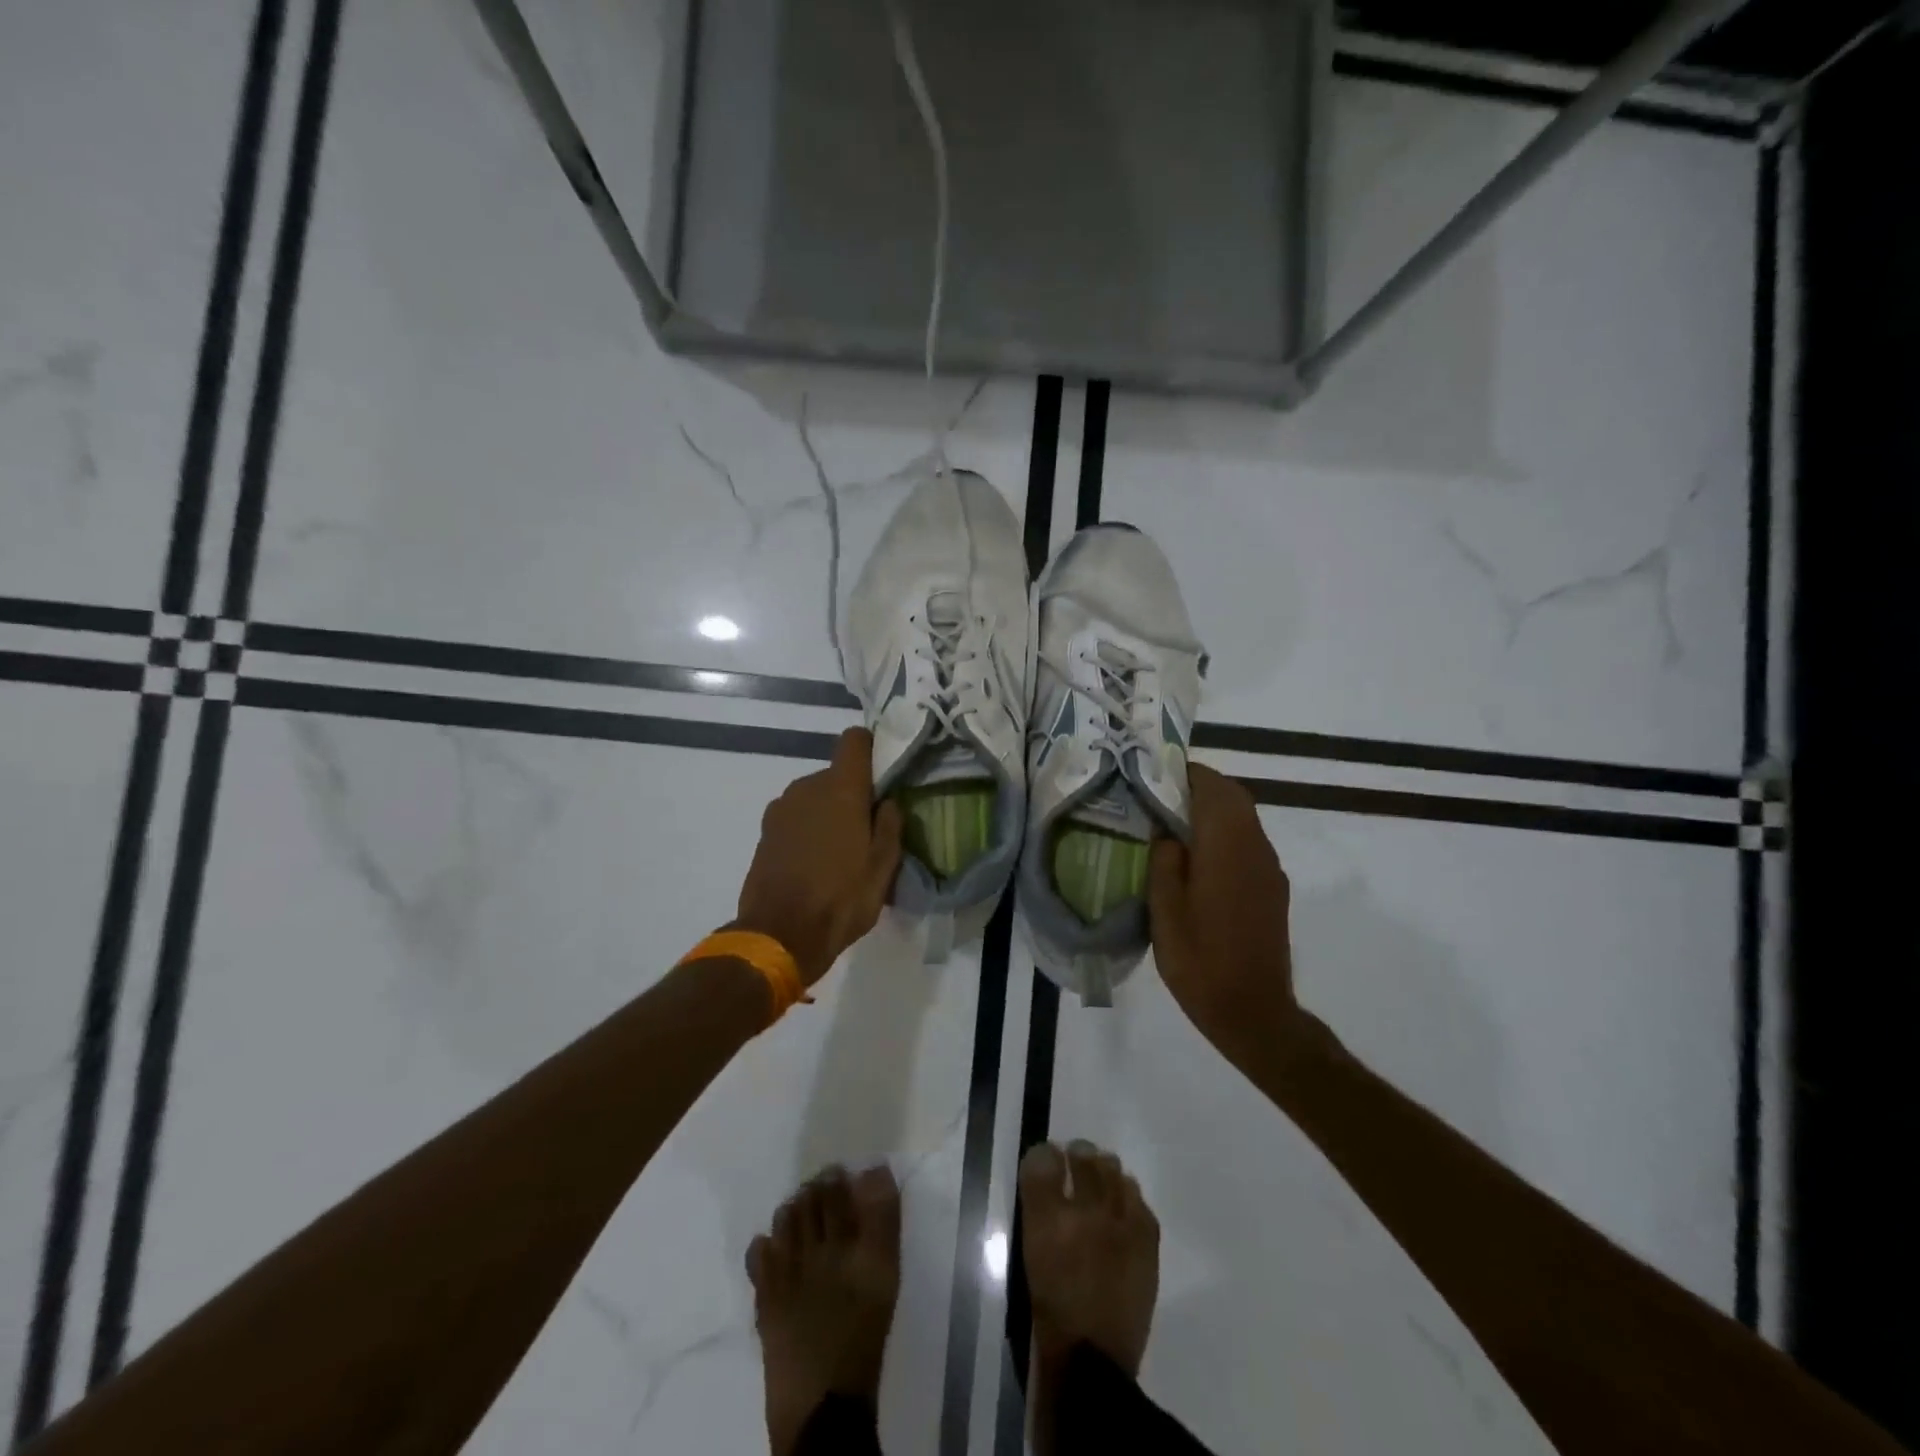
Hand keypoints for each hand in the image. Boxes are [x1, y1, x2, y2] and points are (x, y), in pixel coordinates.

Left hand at [735, 729, 902, 985]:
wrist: (779, 935)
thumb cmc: (841, 899)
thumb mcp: (883, 867)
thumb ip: (890, 826)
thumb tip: (889, 801)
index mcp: (841, 789)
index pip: (854, 740)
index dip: (871, 748)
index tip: (883, 772)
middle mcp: (807, 787)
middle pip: (836, 774)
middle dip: (852, 794)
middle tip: (868, 829)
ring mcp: (781, 808)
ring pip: (814, 797)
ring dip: (828, 813)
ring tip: (840, 851)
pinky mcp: (765, 831)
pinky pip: (796, 817)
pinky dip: (808, 829)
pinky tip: (815, 862)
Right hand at [1148, 764, 1307, 1073]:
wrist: (1254, 1012)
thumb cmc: (1200, 960)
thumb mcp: (1165, 910)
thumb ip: (1165, 861)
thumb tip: (1167, 832)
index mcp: (1227, 846)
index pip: (1213, 787)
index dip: (1185, 773)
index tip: (1155, 773)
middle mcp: (1255, 847)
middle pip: (1233, 797)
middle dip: (1199, 787)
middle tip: (1160, 796)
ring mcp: (1269, 868)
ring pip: (1244, 818)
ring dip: (1213, 810)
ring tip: (1173, 823)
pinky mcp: (1273, 888)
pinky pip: (1249, 842)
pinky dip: (1224, 834)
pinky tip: (1197, 858)